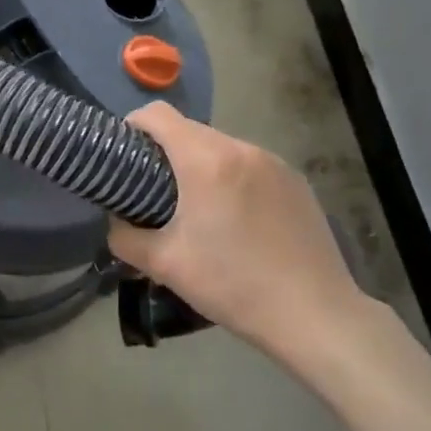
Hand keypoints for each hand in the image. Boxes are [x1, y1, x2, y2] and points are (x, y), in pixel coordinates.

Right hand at [108, 103, 378, 356]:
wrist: (314, 315)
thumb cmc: (232, 285)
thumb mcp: (164, 265)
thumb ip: (125, 236)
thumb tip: (116, 221)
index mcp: (206, 160)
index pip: (157, 114)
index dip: (132, 127)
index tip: (125, 158)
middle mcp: (242, 149)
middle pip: (189, 131)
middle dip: (166, 153)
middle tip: (156, 195)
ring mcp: (274, 163)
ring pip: (222, 149)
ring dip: (201, 167)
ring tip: (199, 212)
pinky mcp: (296, 182)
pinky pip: (250, 166)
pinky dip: (233, 180)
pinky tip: (238, 222)